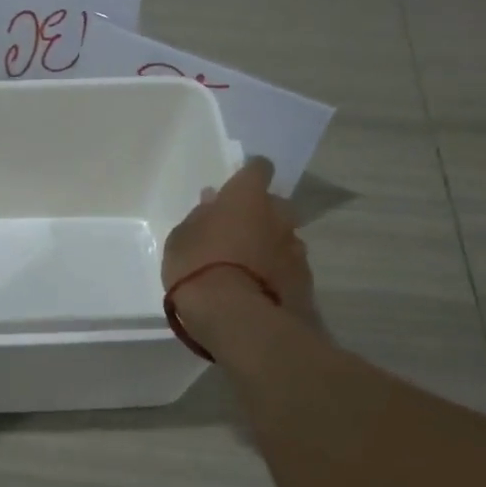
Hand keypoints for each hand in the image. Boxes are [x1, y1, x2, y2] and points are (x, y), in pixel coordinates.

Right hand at [162, 156, 325, 338]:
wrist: (237, 318)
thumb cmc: (198, 269)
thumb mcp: (181, 240)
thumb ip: (199, 218)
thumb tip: (211, 203)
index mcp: (246, 197)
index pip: (258, 168)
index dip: (249, 175)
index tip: (237, 187)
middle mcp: (278, 215)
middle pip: (276, 204)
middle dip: (262, 214)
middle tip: (239, 232)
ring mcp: (295, 248)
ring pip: (284, 237)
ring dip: (270, 244)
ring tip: (248, 267)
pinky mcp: (305, 279)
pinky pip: (289, 267)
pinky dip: (277, 272)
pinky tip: (259, 289)